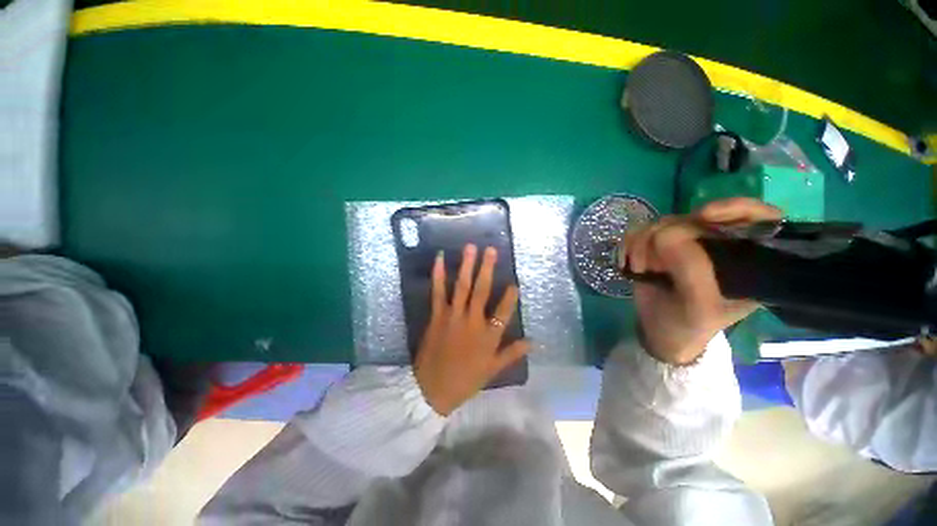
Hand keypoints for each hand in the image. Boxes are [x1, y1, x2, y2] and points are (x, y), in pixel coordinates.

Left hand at [414, 244, 530, 415]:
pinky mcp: (437, 314)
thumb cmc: (466, 380)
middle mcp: (472, 321)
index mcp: (488, 336)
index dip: (510, 296)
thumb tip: (534, 342)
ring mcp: (453, 315)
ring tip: (471, 248)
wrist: (432, 388)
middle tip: (491, 250)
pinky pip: (438, 292)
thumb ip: (513, 353)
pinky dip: (438, 274)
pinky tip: (440, 259)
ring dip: (466, 266)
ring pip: (462, 287)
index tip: (515, 282)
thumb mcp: (493, 369)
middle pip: (482, 291)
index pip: (503, 311)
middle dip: (487, 269)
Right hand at [620, 198, 782, 364]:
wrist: (657, 331)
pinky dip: (629, 246)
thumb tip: (666, 236)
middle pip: (696, 217)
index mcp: (747, 260)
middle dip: (667, 239)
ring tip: (641, 269)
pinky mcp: (657, 245)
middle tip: (653, 266)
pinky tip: (629, 263)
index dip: (735, 207)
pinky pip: (639, 230)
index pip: (760, 217)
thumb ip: (692, 269)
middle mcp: (718, 244)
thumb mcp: (699, 304)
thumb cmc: (688, 324)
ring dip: (643, 246)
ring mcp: (685, 242)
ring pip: (662, 222)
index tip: (704, 215)